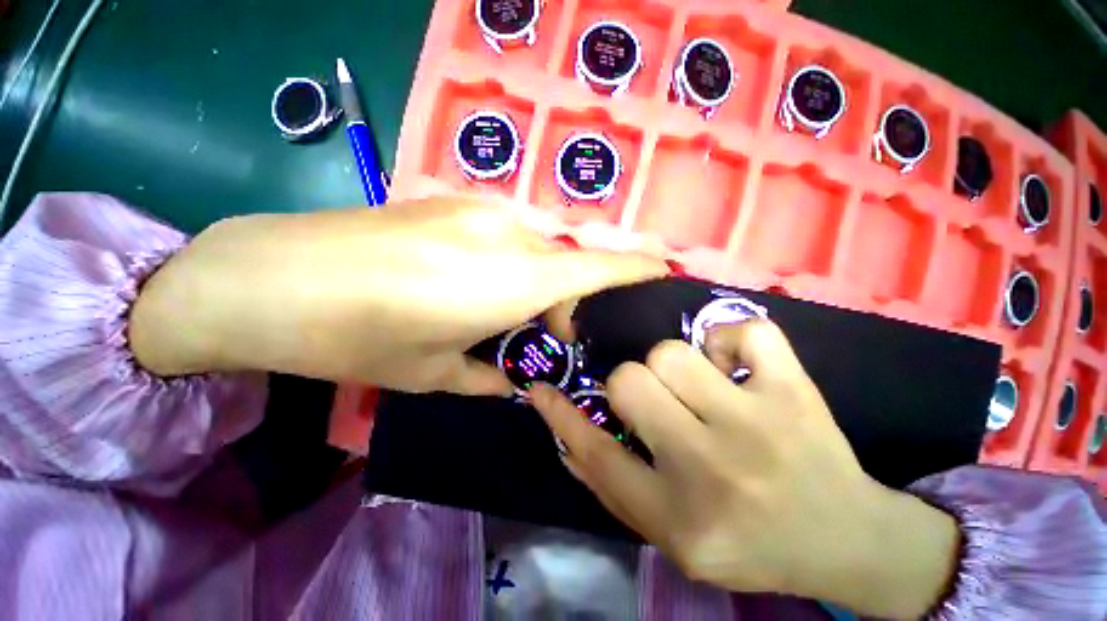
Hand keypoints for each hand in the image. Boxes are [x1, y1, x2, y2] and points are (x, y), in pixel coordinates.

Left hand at [129, 197, 665, 393]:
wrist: (270, 276)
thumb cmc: (357, 336)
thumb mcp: (434, 372)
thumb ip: (490, 375)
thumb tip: (516, 378)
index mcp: (512, 279)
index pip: (596, 268)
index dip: (636, 266)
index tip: (663, 269)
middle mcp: (508, 234)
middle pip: (565, 266)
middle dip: (564, 303)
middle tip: (539, 338)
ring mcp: (478, 211)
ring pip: (535, 251)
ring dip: (534, 285)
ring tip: (499, 316)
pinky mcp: (452, 204)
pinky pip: (506, 237)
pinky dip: (510, 266)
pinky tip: (470, 286)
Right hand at [530, 321, 959, 618]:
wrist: (849, 540)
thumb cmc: (752, 545)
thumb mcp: (672, 538)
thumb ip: (614, 487)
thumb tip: (569, 437)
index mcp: (679, 517)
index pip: (597, 456)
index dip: (561, 417)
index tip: (540, 391)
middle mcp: (713, 468)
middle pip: (630, 382)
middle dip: (628, 386)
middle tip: (653, 401)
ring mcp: (759, 422)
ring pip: (672, 353)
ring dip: (672, 367)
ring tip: (697, 389)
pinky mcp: (796, 389)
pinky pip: (742, 331)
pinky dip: (729, 342)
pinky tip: (735, 369)